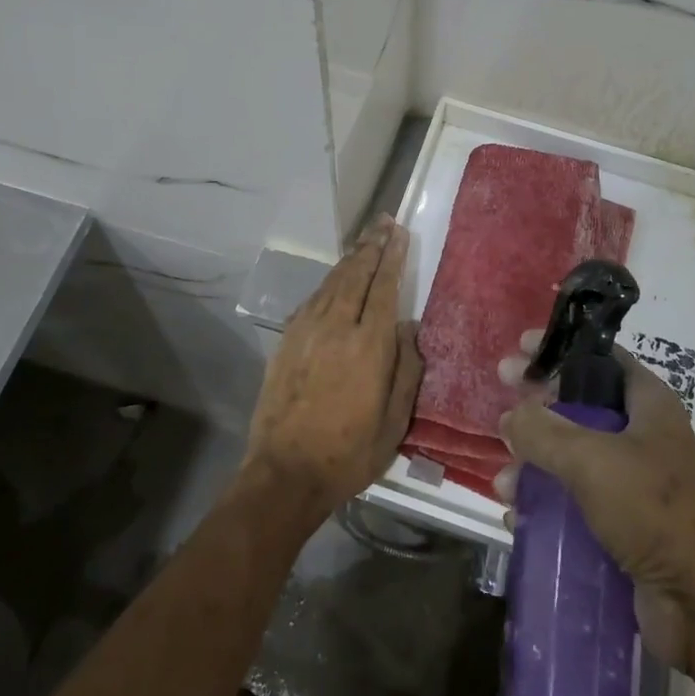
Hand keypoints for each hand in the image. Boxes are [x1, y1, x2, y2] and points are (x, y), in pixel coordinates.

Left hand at [243, 215, 421, 523]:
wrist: (285, 473)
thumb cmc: (349, 453)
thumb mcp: (395, 422)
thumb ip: (407, 369)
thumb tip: (409, 328)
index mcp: (369, 345)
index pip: (384, 287)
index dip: (392, 257)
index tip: (399, 233)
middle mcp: (336, 327)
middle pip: (356, 274)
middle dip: (371, 246)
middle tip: (383, 222)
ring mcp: (307, 331)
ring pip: (332, 282)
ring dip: (350, 259)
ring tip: (364, 241)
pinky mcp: (287, 341)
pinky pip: (312, 299)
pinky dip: (327, 282)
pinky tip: (334, 279)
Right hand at [495, 339, 694, 679]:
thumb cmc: (654, 511)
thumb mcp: (591, 460)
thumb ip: (543, 430)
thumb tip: (511, 416)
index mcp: (648, 404)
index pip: (600, 357)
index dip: (561, 349)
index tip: (521, 347)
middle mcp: (642, 435)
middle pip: (579, 406)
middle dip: (537, 406)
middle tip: (500, 399)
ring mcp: (632, 482)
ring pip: (571, 457)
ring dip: (534, 464)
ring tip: (505, 483)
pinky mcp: (623, 524)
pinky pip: (575, 501)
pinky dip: (546, 503)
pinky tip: (518, 515)